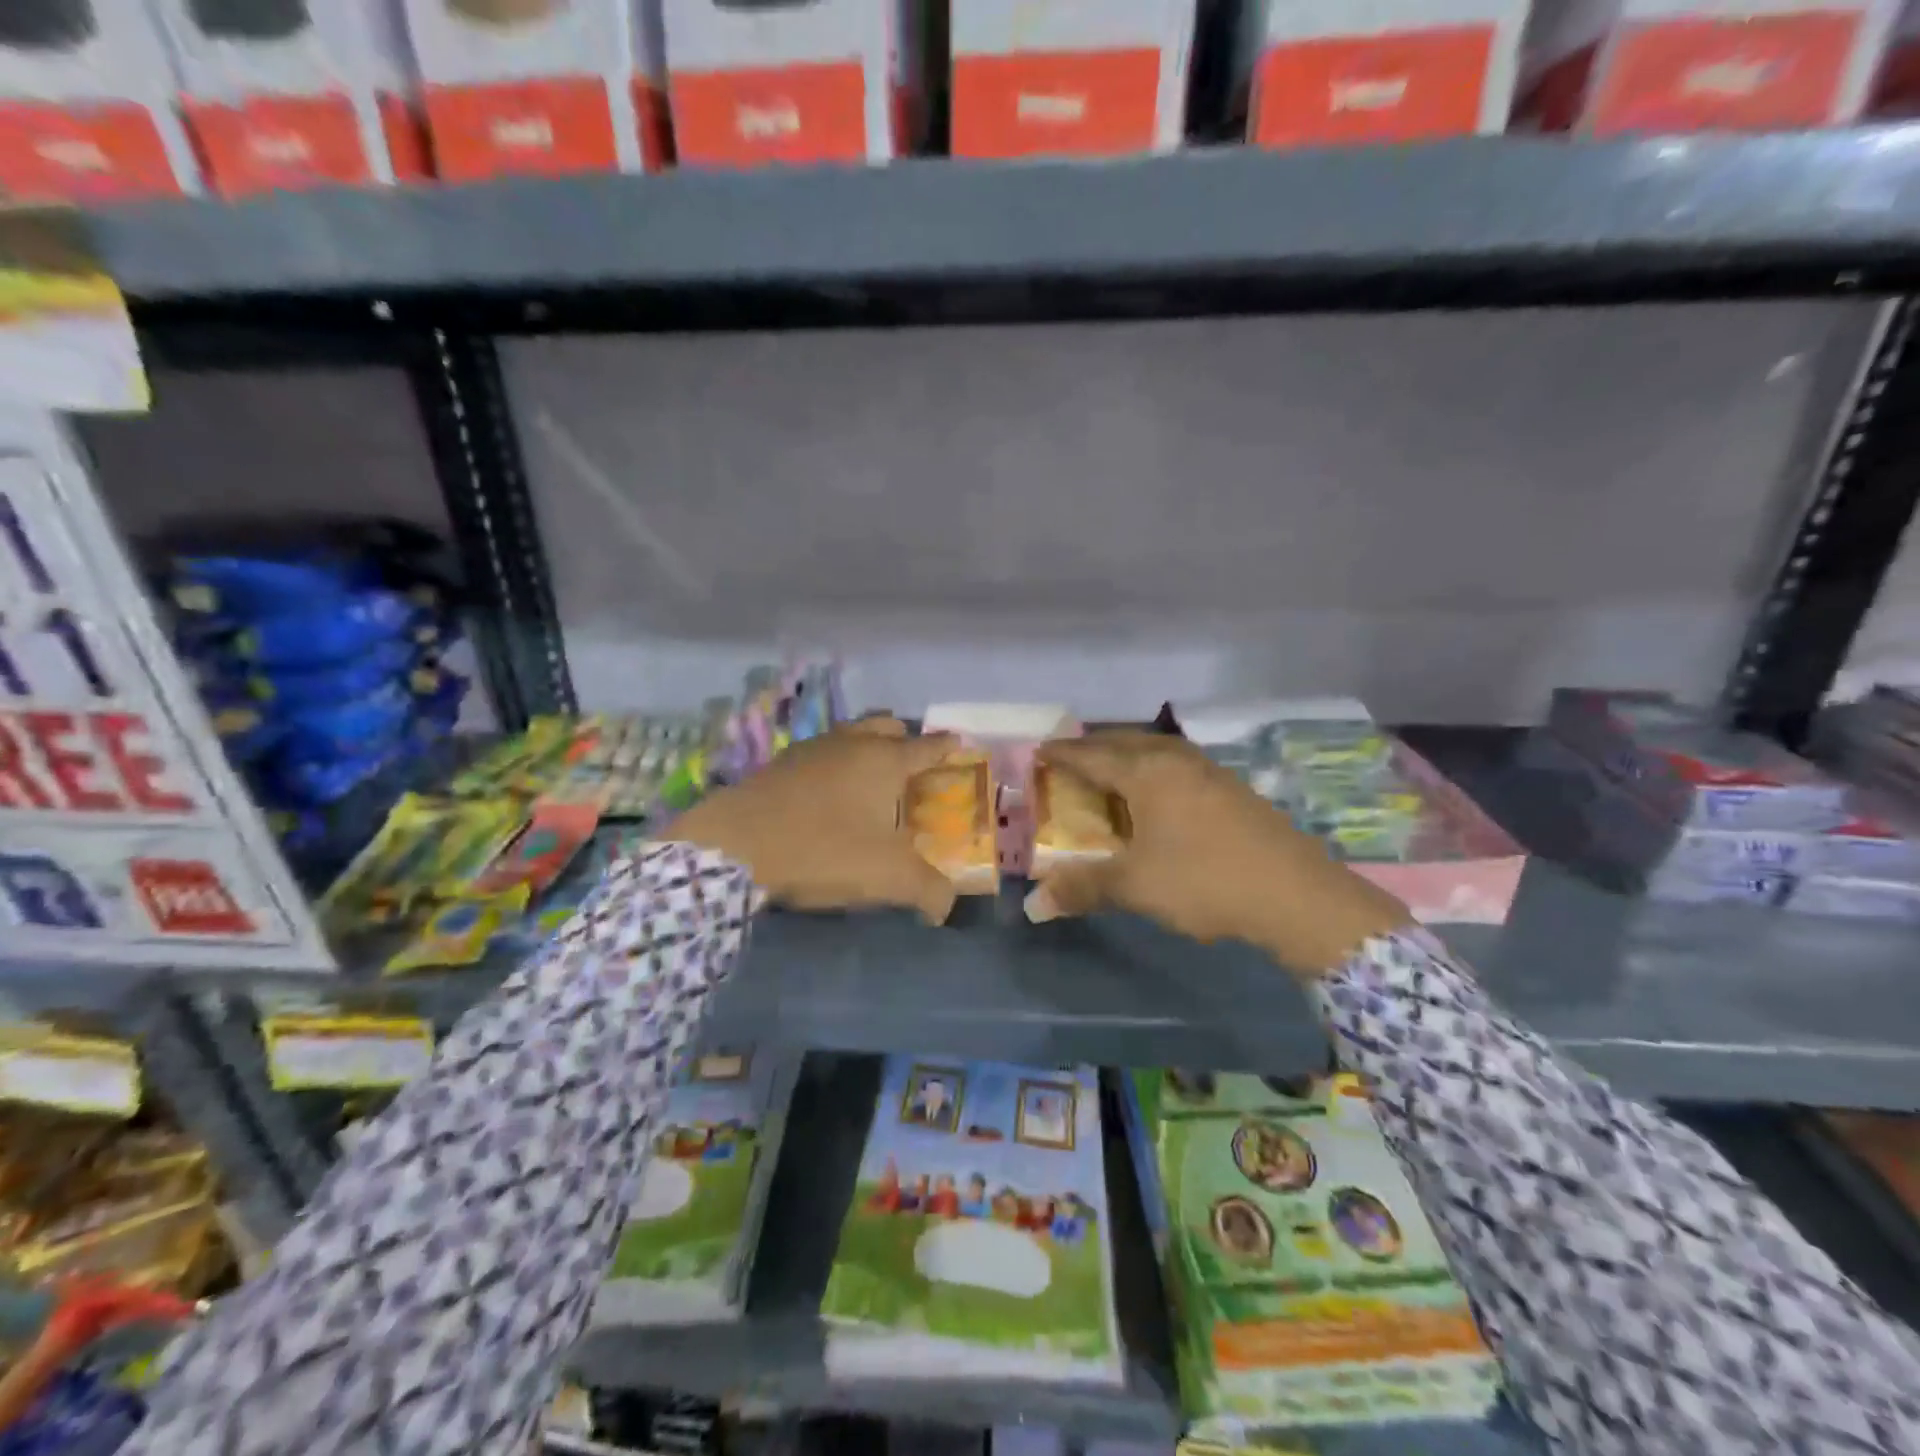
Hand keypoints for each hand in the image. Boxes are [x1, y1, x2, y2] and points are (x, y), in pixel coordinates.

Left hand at [666, 717, 960, 924]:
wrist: (734, 845)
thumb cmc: (823, 850)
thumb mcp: (887, 877)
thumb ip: (928, 890)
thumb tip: (946, 906)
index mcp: (885, 760)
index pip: (928, 746)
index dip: (947, 747)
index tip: (958, 745)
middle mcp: (851, 743)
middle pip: (887, 725)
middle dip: (905, 739)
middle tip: (911, 769)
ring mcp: (812, 748)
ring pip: (851, 734)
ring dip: (866, 747)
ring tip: (869, 781)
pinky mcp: (780, 763)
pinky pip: (821, 752)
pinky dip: (834, 763)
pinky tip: (827, 794)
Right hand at [1025, 731, 1410, 976]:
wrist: (1297, 896)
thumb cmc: (1205, 881)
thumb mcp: (1135, 886)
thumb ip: (1083, 888)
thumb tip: (1033, 906)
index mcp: (1147, 772)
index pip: (1092, 755)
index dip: (1063, 754)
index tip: (1039, 752)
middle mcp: (1177, 760)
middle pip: (1125, 742)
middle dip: (1094, 749)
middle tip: (1069, 762)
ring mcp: (1210, 772)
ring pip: (1156, 751)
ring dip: (1127, 757)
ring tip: (1110, 775)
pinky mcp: (1233, 790)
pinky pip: (1178, 766)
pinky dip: (1154, 772)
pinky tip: (1158, 797)